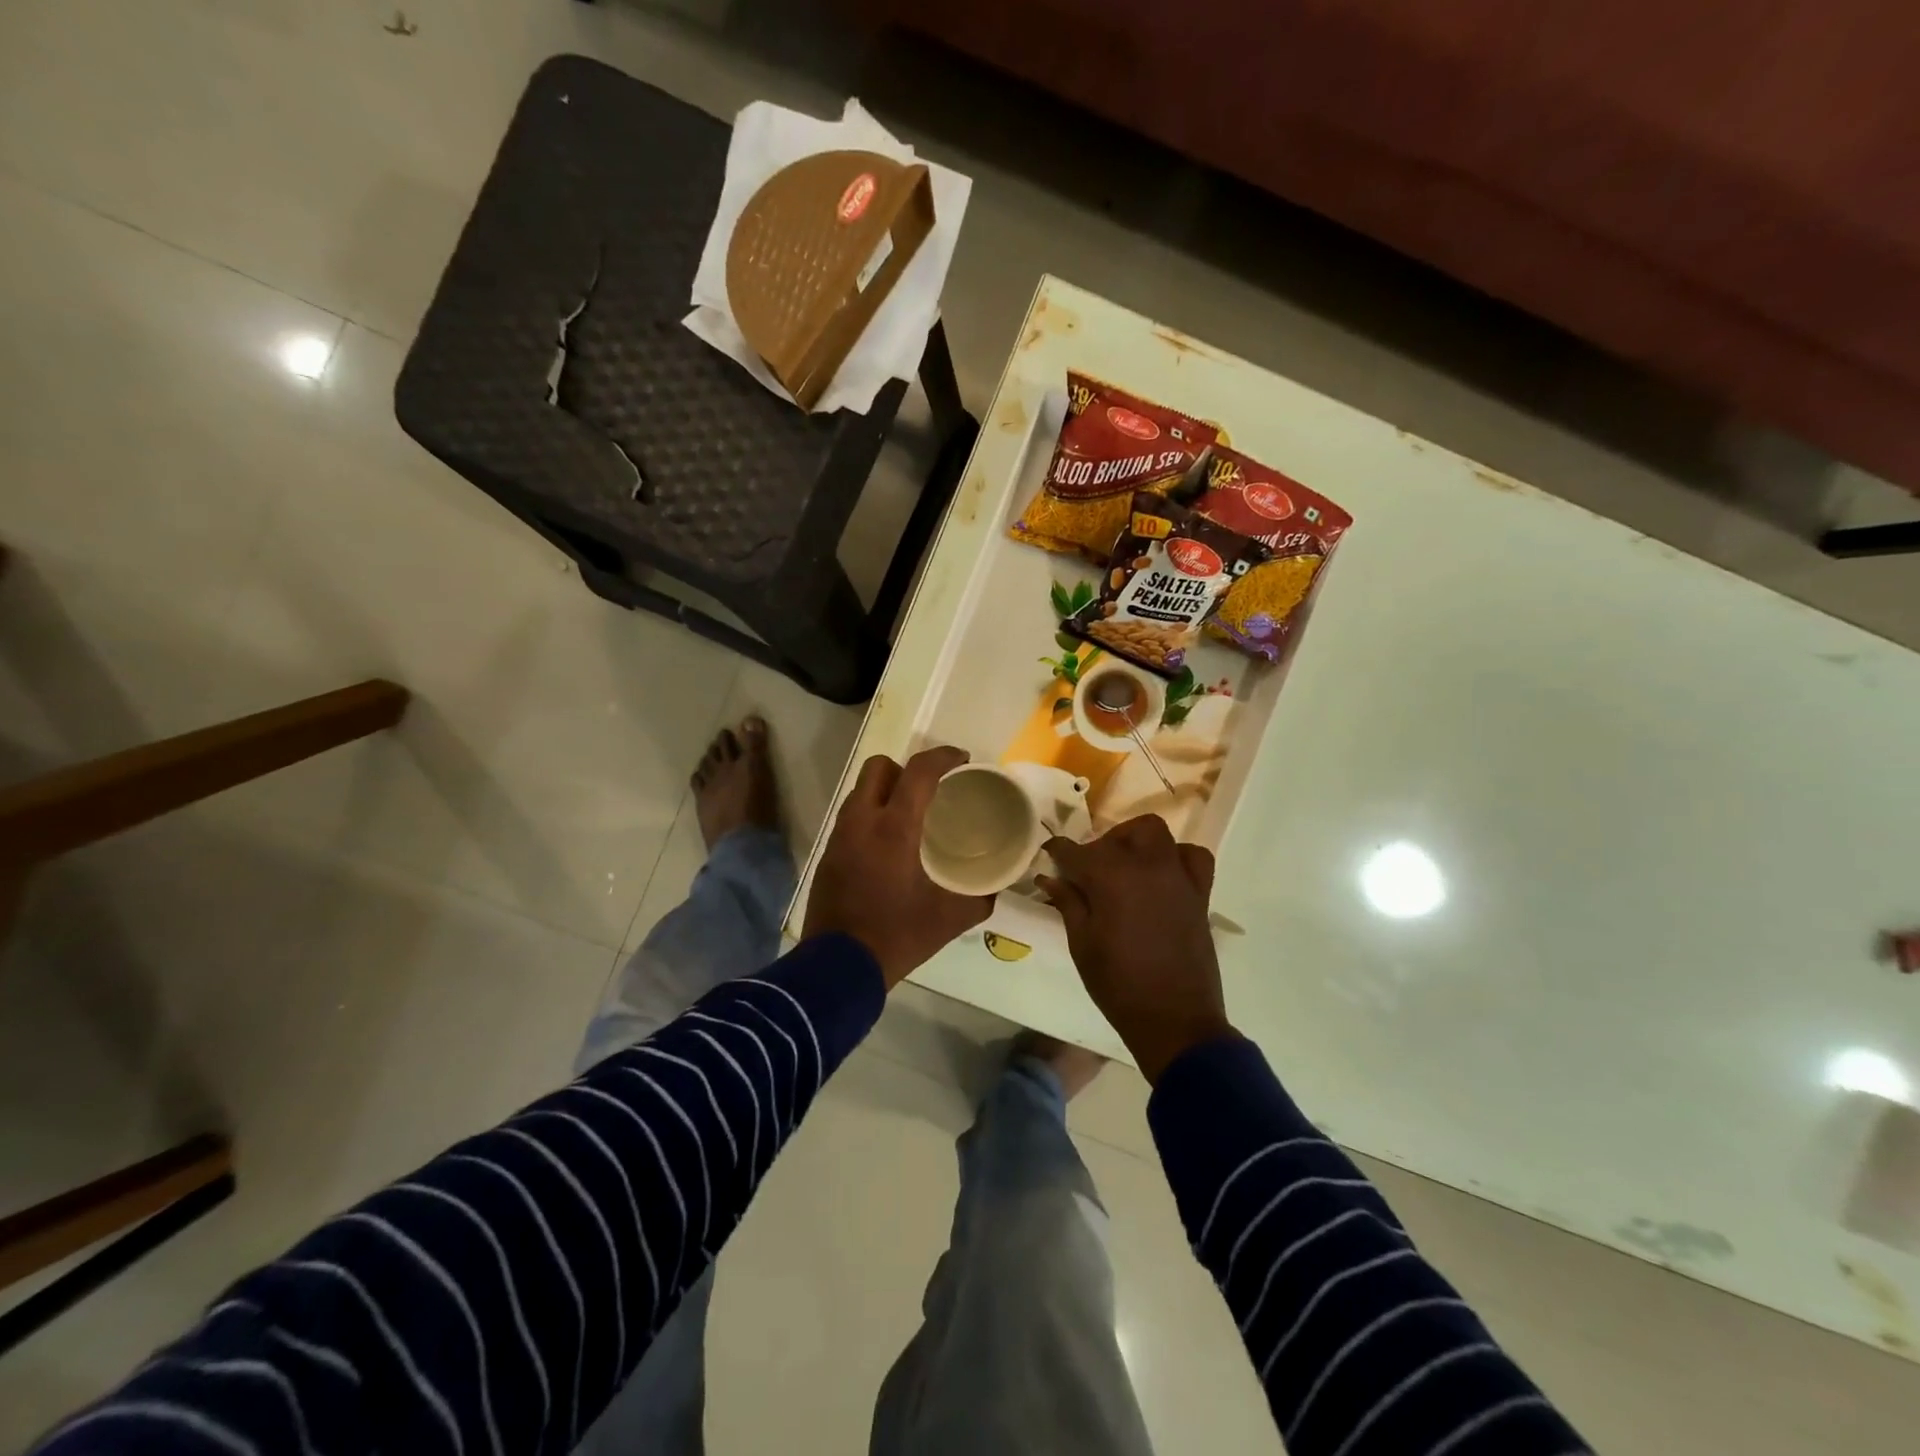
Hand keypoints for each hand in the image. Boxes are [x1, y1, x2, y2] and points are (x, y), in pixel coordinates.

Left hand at [804, 746, 993, 986]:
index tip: (962, 760)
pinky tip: (888, 843)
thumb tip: (997, 888)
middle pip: (880, 767)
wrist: (837, 967)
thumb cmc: (897, 935)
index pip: (919, 771)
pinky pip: (852, 816)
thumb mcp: (949, 919)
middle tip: (931, 790)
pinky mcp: (829, 853)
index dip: (943, 757)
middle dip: (907, 768)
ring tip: (911, 815)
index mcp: (894, 828)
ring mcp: (841, 836)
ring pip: (861, 790)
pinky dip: (871, 815)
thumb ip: (979, 898)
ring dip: (886, 791)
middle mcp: (862, 821)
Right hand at [1037, 815, 1234, 1081]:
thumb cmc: (1118, 985)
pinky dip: (1177, 857)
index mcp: (1111, 878)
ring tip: (1127, 867)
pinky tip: (1163, 877)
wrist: (1174, 1021)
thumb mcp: (1082, 944)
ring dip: (1138, 842)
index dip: (1058, 851)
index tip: (1048, 856)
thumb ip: (1068, 903)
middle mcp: (1147, 867)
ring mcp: (1178, 877)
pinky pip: (1193, 857)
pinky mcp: (1200, 894)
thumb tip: (1048, 878)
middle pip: (1123, 833)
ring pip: (1158, 835)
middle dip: (1103, 842)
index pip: (1076, 851)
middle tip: (1090, 869)